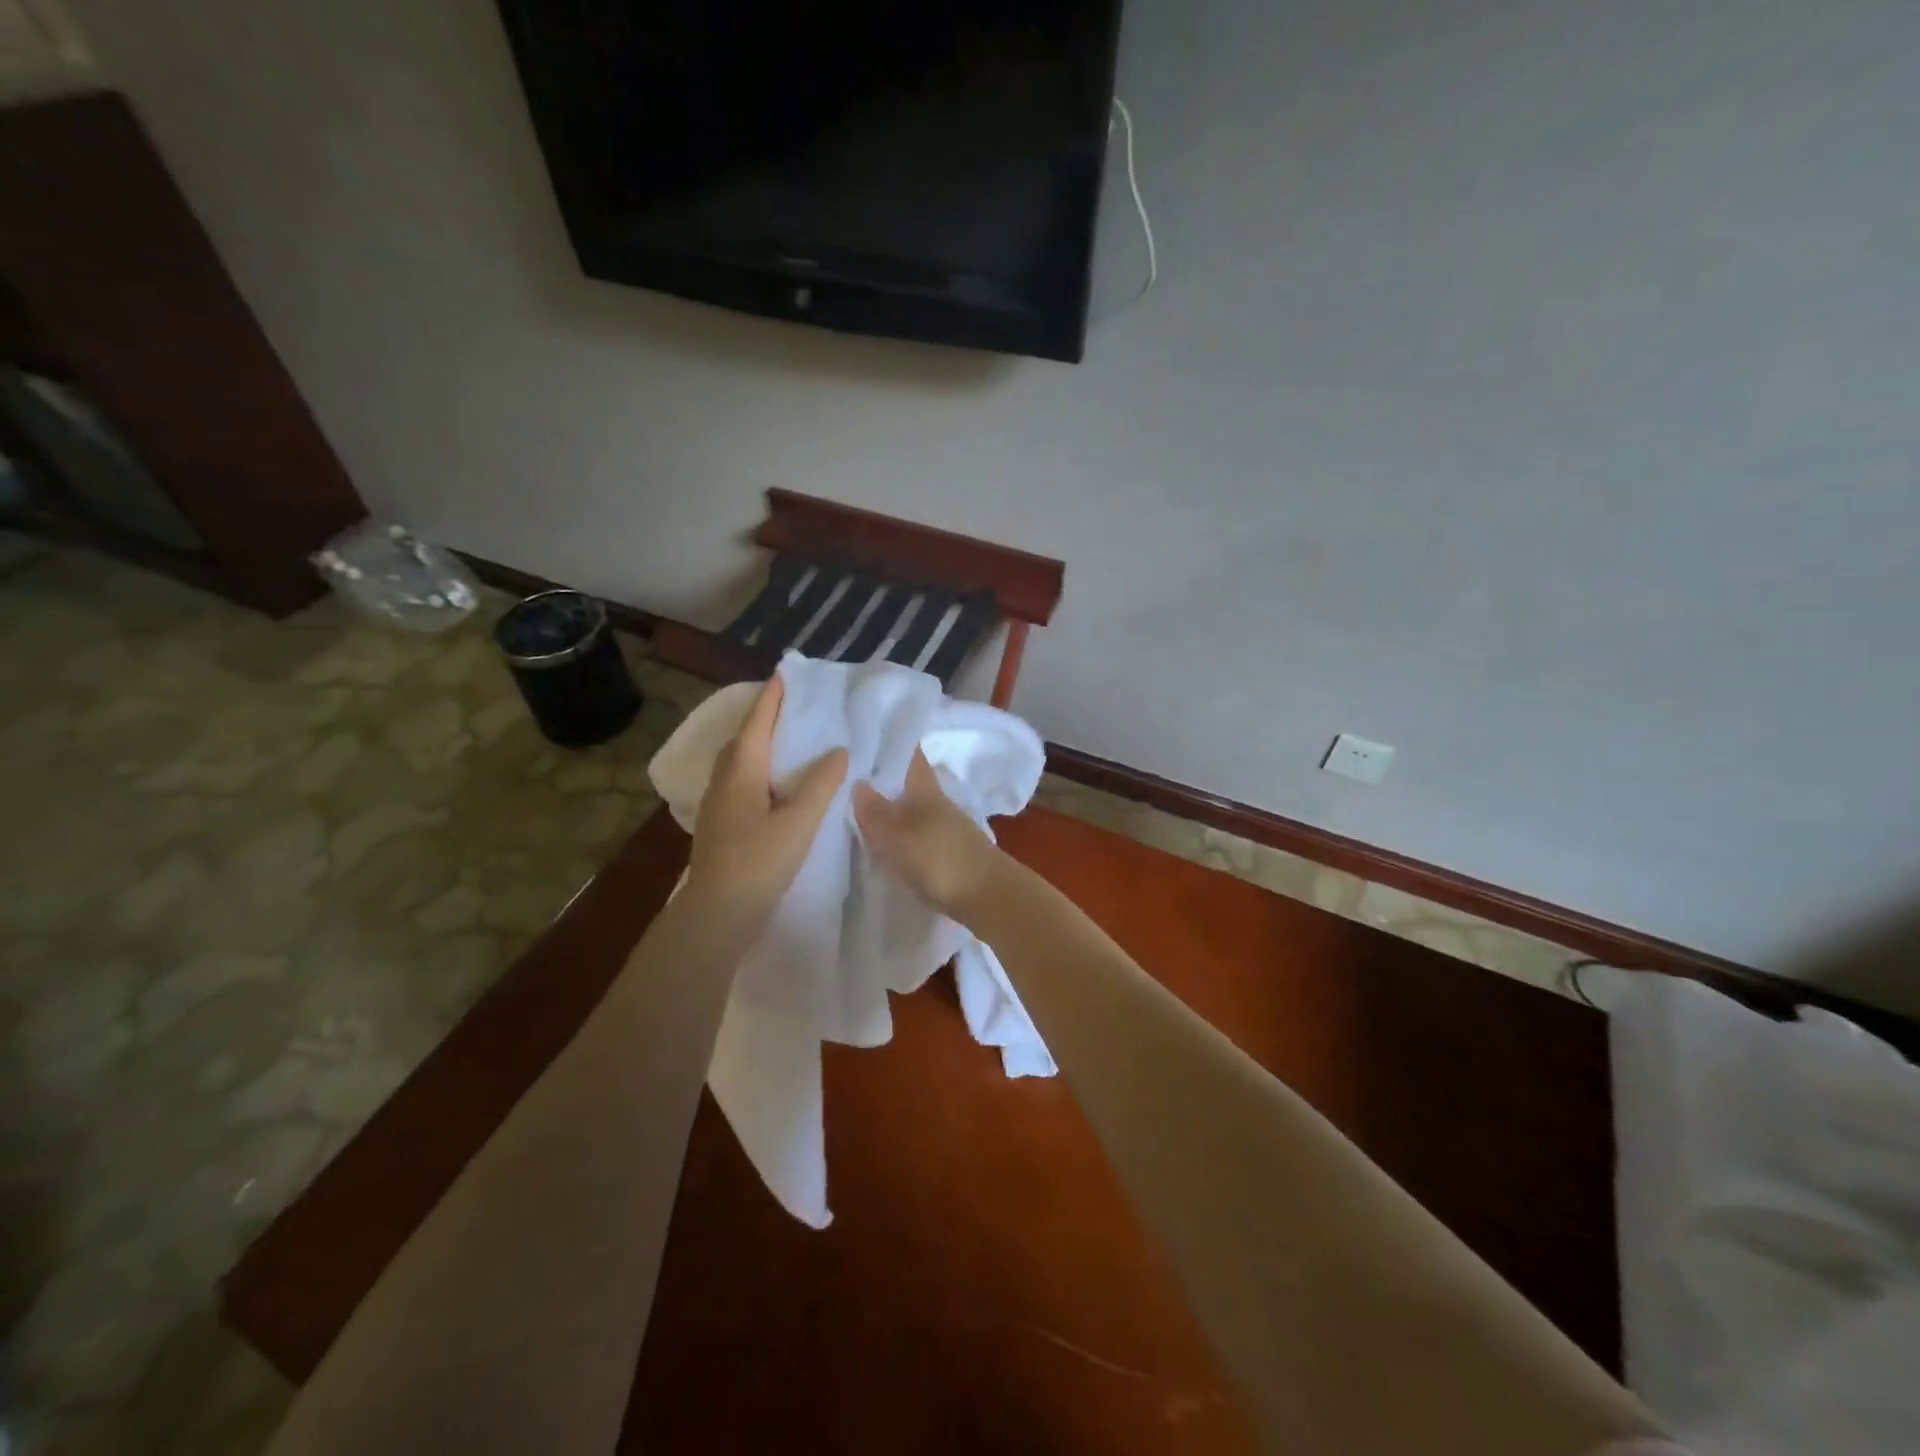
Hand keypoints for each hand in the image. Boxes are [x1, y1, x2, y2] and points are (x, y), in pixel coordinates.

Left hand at [686, 677, 847, 930]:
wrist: (718, 915)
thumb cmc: (758, 863)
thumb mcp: (798, 822)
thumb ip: (820, 784)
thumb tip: (838, 750)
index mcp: (741, 771)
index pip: (757, 722)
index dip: (772, 697)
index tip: (786, 673)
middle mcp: (725, 780)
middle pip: (744, 738)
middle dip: (766, 717)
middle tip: (794, 704)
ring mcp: (720, 804)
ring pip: (741, 762)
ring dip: (762, 744)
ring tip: (791, 739)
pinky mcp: (723, 825)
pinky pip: (743, 782)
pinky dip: (762, 770)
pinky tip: (779, 784)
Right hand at [853, 750, 1000, 918]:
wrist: (989, 897)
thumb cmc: (940, 859)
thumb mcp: (898, 835)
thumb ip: (875, 812)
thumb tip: (857, 783)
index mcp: (925, 787)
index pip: (908, 752)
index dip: (889, 739)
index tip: (862, 733)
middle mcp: (936, 801)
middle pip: (906, 779)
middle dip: (882, 774)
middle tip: (846, 772)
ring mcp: (944, 826)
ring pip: (910, 806)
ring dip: (889, 804)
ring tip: (855, 807)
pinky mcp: (946, 851)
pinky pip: (915, 831)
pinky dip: (898, 830)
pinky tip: (881, 840)